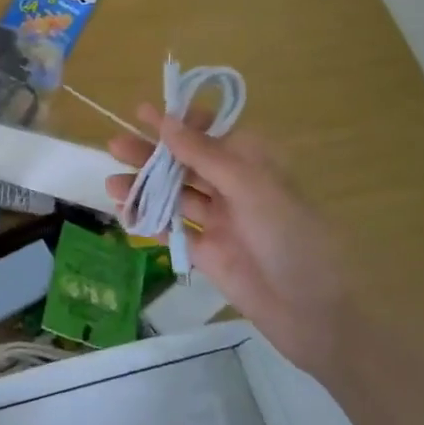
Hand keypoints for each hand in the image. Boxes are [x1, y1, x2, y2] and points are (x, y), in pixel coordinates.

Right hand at [108, 107, 355, 376]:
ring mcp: (219, 221)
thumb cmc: (291, 238)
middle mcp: (234, 187)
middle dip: (151, 153)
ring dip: (144, 187)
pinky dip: (148, 221)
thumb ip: (205, 155)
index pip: (211, 132)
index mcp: (253, 164)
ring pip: (174, 196)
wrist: (313, 312)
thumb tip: (166, 121)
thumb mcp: (250, 187)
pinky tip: (124, 214)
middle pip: (185, 163)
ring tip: (110, 184)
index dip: (179, 122)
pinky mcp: (207, 252)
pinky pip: (172, 230)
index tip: (144, 112)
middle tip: (115, 144)